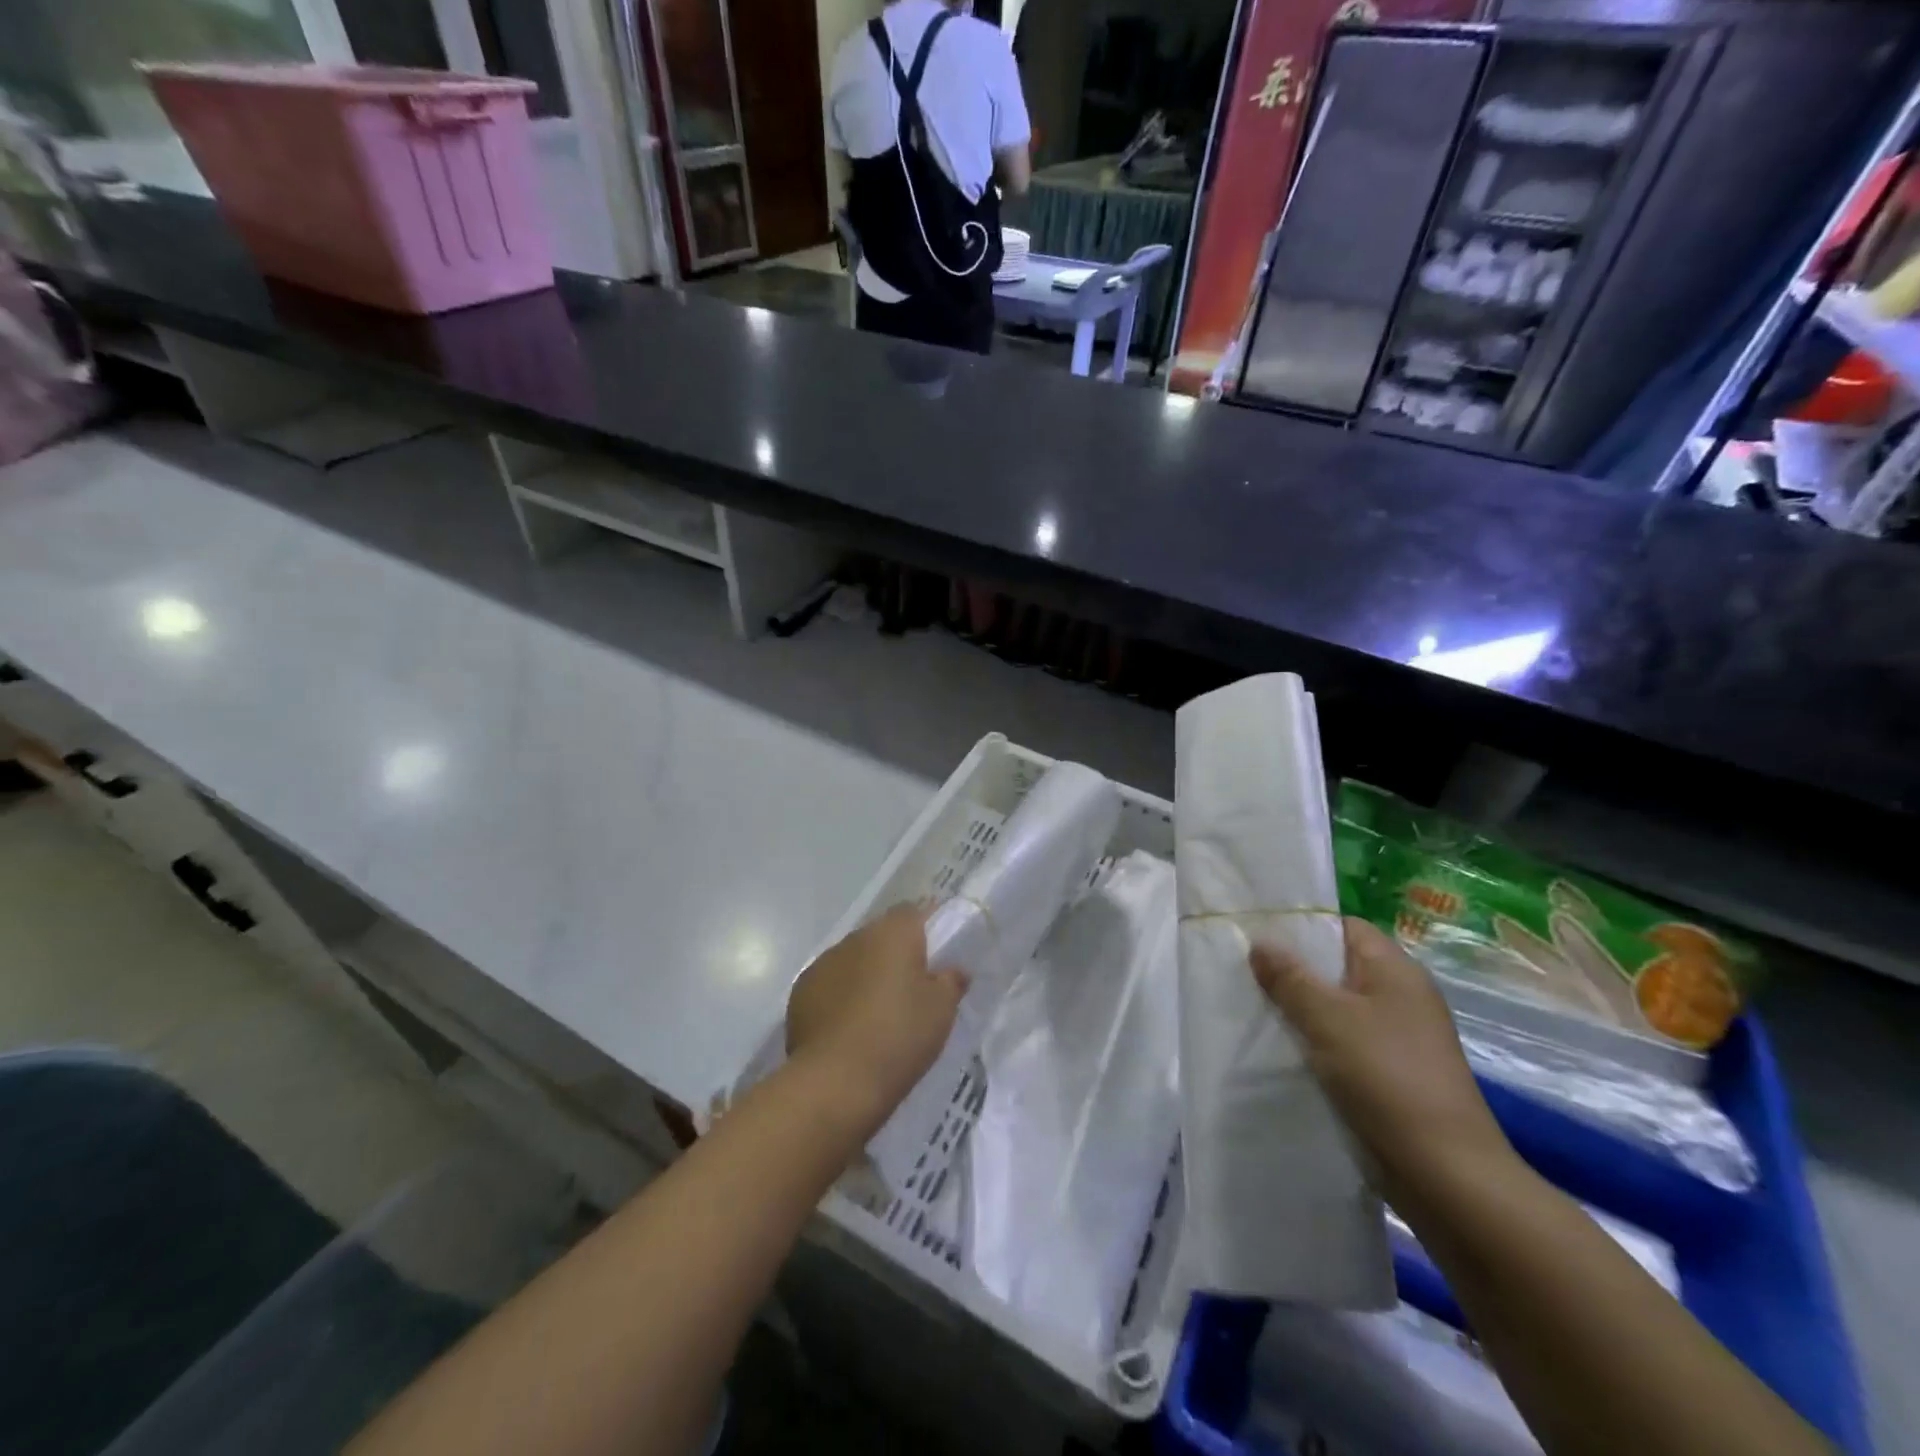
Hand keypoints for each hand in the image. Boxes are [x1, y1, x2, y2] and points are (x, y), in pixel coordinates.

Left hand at [786, 902, 966, 1130]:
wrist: (835, 1082)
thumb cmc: (898, 1037)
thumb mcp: (941, 1011)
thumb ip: (951, 981)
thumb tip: (952, 970)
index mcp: (892, 933)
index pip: (913, 912)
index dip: (927, 930)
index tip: (937, 957)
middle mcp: (855, 938)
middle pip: (881, 936)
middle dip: (896, 956)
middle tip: (911, 991)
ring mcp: (823, 963)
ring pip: (854, 960)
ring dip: (866, 976)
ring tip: (878, 1014)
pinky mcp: (800, 992)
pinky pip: (830, 984)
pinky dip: (841, 997)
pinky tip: (849, 1029)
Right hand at [1251, 917, 1516, 1208]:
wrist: (1445, 1174)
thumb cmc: (1387, 1078)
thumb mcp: (1328, 1018)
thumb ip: (1290, 977)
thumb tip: (1260, 941)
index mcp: (1396, 971)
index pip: (1344, 927)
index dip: (1303, 924)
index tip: (1256, 931)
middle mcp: (1401, 997)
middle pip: (1338, 966)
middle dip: (1293, 968)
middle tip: (1243, 968)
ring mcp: (1399, 1038)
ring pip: (1337, 1007)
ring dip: (1300, 1007)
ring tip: (1252, 1005)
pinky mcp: (1391, 1074)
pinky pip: (1343, 1041)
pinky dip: (1314, 1040)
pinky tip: (1281, 1047)